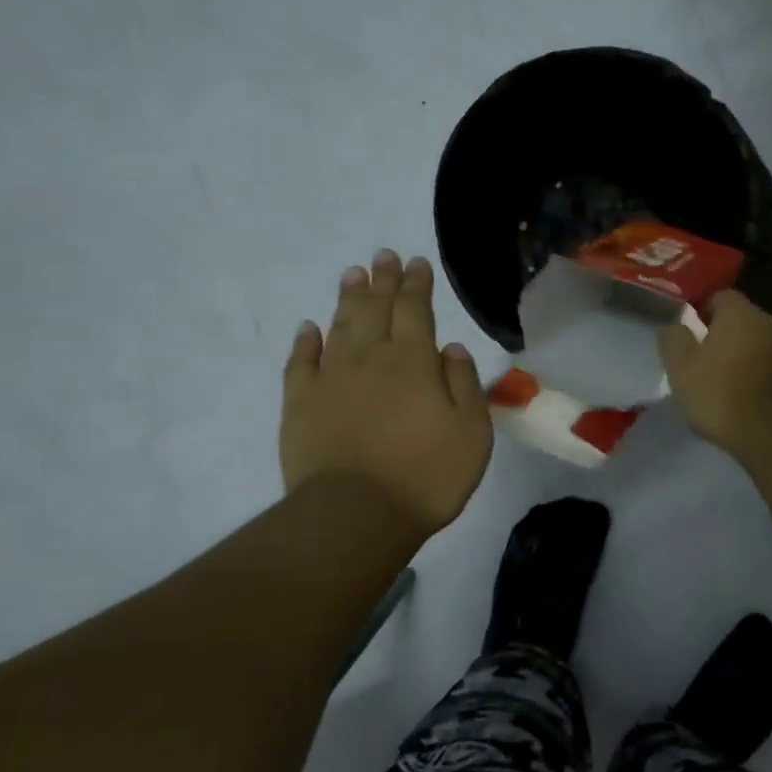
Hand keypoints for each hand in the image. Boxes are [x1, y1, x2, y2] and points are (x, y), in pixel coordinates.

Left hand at [281, 250, 492, 535]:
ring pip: (340, 326)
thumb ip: (463, 383)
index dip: (416, 283)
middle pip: (376, 308)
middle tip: (383, 255)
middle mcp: (371, 358)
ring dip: (348, 298)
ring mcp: (331, 379)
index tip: (416, 262)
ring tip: (353, 273)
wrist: (356, 515)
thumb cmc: (426, 475)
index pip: (415, 309)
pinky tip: (309, 327)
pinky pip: (301, 362)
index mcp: (414, 361)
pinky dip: (306, 341)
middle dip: (382, 279)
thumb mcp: (471, 431)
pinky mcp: (300, 404)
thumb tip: (449, 347)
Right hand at [658, 290, 771, 456]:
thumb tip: (674, 325)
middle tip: (703, 361)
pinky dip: (757, 374)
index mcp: (740, 312)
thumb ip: (673, 339)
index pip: (719, 296)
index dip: (702, 311)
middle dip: (723, 335)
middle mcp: (770, 321)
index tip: (690, 334)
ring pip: (758, 343)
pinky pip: (771, 365)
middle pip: (741, 320)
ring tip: (724, 383)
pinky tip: (744, 397)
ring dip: (742, 356)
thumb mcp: (681, 368)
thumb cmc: (722, 393)